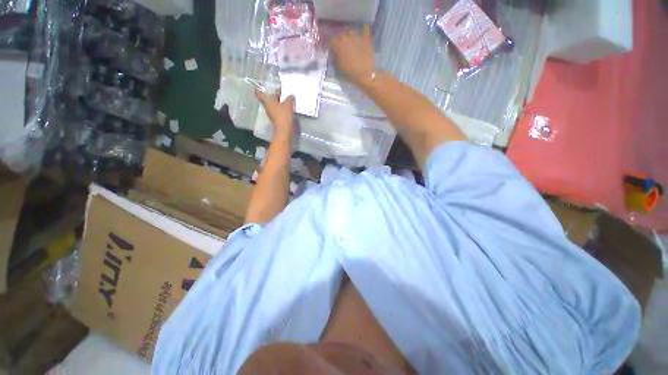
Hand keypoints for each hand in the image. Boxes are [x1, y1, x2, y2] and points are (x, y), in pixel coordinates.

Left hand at [255, 88, 295, 137]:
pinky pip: (279, 111)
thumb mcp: (288, 104)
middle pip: (270, 99)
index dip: (258, 90)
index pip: (260, 94)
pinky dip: (282, 108)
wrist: (284, 130)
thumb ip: (289, 98)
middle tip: (282, 92)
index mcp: (268, 101)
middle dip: (275, 95)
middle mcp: (268, 107)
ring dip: (280, 102)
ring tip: (287, 99)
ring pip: (275, 105)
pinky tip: (289, 108)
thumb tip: (291, 95)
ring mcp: (272, 114)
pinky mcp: (277, 119)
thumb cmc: (283, 115)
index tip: (258, 87)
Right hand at [330, 24, 375, 86]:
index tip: (332, 48)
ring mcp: (356, 37)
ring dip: (350, 35)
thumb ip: (335, 58)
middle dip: (340, 39)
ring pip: (351, 32)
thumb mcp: (338, 67)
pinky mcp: (366, 38)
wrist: (364, 74)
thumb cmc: (349, 73)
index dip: (332, 44)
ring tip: (351, 40)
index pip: (331, 40)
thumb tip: (334, 53)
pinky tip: (363, 28)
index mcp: (338, 46)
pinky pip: (365, 29)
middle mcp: (346, 38)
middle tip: (341, 45)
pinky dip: (364, 28)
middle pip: (341, 34)